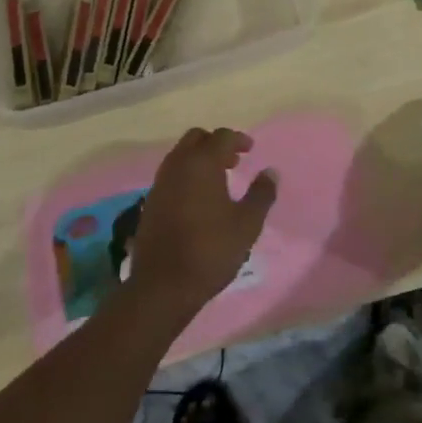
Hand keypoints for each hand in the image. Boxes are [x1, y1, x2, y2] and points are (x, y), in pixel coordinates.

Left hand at [128, 127, 276, 323]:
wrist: (163, 285)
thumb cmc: (210, 250)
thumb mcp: (247, 224)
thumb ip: (261, 194)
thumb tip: (270, 172)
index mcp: (202, 164)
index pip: (221, 137)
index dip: (238, 139)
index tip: (250, 149)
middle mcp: (178, 166)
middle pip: (195, 138)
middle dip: (215, 144)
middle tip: (233, 161)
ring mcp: (160, 183)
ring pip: (180, 155)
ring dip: (199, 159)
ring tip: (218, 180)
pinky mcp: (150, 202)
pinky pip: (171, 175)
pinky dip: (186, 175)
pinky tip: (198, 199)